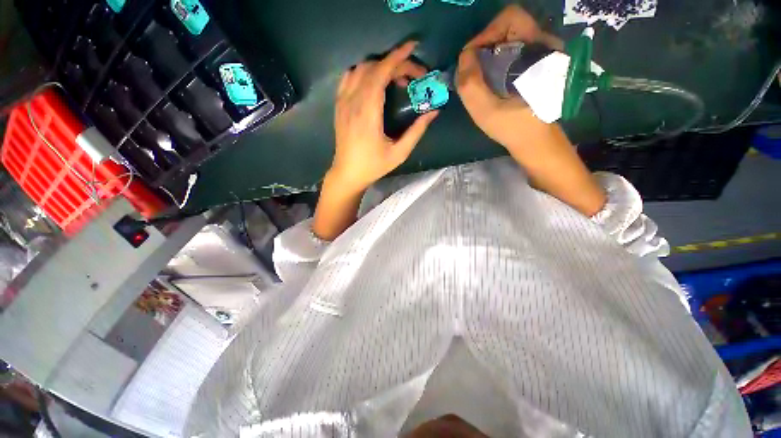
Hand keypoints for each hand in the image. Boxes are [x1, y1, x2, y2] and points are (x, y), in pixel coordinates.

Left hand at [314, 42, 438, 240]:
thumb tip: (433, 111)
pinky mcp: (339, 105)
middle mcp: (353, 102)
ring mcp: (343, 102)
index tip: (413, 48)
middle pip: (373, 67)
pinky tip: (374, 83)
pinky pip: (348, 78)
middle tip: (412, 77)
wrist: (348, 173)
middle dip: (395, 64)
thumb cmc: (374, 166)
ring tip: (395, 80)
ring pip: (360, 69)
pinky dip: (364, 72)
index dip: (398, 57)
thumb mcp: (399, 153)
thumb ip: (417, 131)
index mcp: (368, 113)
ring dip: (379, 67)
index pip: (381, 73)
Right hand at [456, 5, 561, 151]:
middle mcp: (544, 46)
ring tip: (478, 76)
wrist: (535, 141)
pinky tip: (489, 79)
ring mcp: (542, 54)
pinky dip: (496, 59)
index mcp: (536, 53)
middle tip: (472, 68)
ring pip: (510, 37)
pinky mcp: (537, 64)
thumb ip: (471, 84)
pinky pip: (513, 49)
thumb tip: (464, 56)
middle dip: (485, 44)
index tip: (471, 59)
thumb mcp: (485, 111)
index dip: (485, 34)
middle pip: (509, 25)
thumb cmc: (512, 128)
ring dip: (489, 53)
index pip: (510, 19)